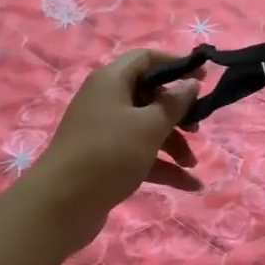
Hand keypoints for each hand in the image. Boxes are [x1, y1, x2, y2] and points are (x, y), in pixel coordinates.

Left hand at [27, 51, 202, 245]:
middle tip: (198, 127)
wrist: (60, 205)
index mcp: (111, 81)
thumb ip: (175, 103)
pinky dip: (163, 166)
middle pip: (149, 95)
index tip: (204, 78)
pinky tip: (190, 185)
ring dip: (173, 144)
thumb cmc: (109, 153)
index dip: (175, 64)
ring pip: (146, 128)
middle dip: (178, 112)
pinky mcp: (105, 160)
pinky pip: (140, 154)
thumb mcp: (149, 126)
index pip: (146, 59)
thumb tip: (191, 83)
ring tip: (193, 164)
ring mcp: (104, 132)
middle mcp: (106, 101)